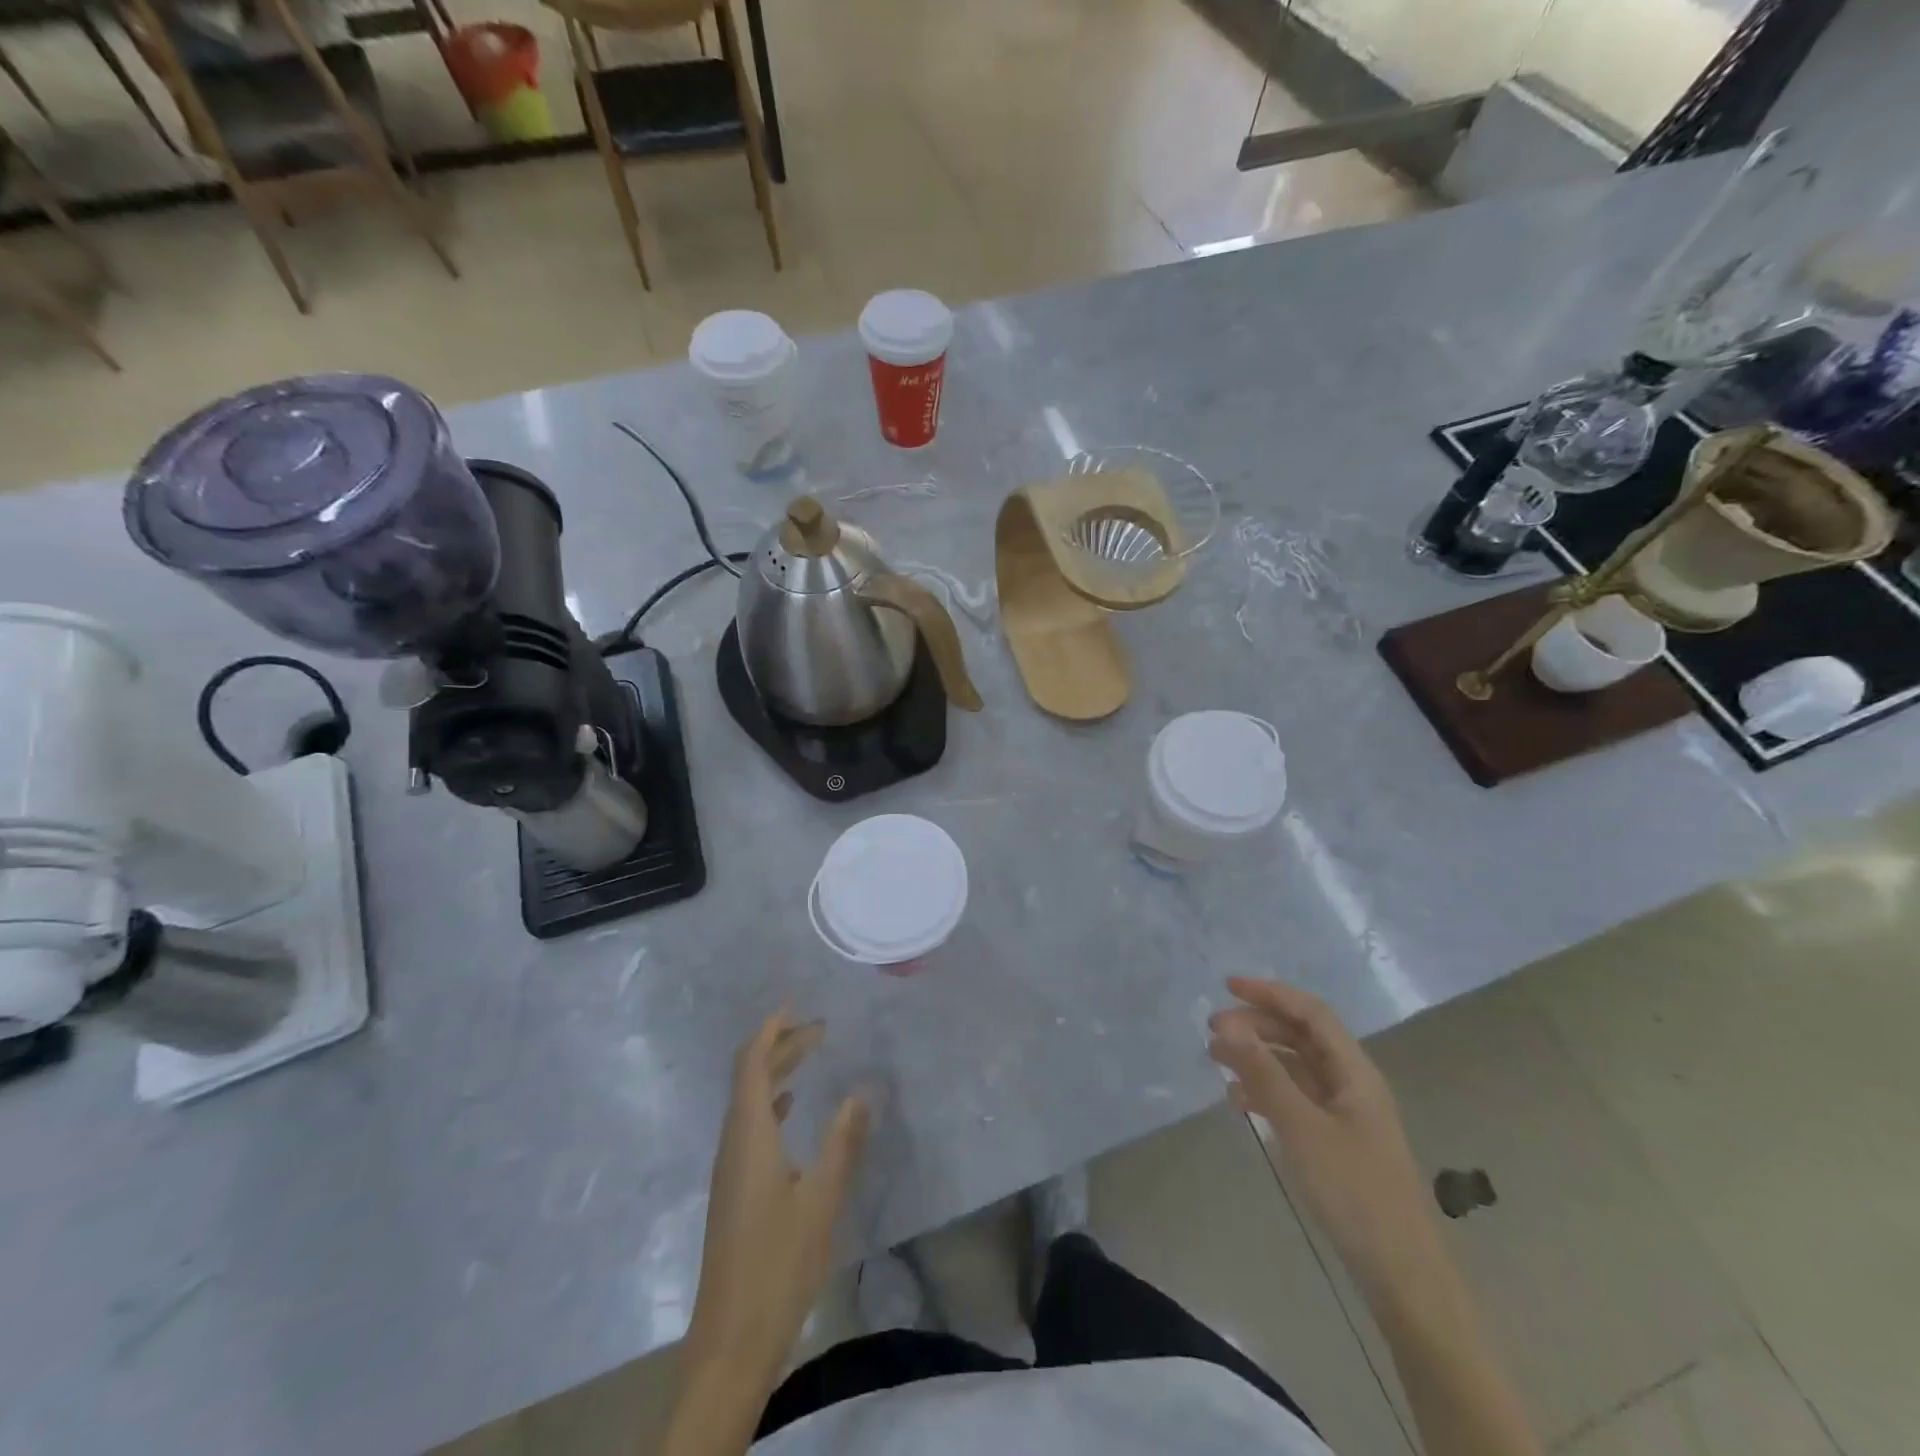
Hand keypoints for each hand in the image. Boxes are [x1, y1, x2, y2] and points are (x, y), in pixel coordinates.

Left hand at [683, 1011, 869, 1393]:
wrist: (732, 1339)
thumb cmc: (779, 1263)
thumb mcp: (822, 1199)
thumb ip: (843, 1142)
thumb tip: (862, 1091)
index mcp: (749, 1135)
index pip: (752, 1064)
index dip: (771, 1030)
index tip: (796, 1006)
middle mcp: (734, 1142)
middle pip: (750, 1077)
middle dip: (780, 1046)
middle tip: (820, 1029)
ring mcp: (731, 1168)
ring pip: (749, 1101)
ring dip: (776, 1073)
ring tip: (810, 1056)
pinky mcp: (735, 1189)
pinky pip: (751, 1125)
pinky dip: (771, 1103)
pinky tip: (791, 1110)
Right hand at [1208, 977, 1439, 1301]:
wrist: (1401, 1273)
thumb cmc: (1354, 1192)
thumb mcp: (1301, 1127)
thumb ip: (1264, 1074)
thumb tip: (1228, 1026)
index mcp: (1355, 1072)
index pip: (1311, 1013)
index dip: (1270, 993)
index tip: (1227, 986)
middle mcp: (1352, 1083)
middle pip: (1302, 1036)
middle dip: (1257, 1025)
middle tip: (1213, 1030)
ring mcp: (1346, 1113)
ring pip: (1296, 1066)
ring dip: (1258, 1056)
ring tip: (1216, 1059)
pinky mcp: (1336, 1140)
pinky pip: (1296, 1098)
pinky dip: (1266, 1090)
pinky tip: (1237, 1100)